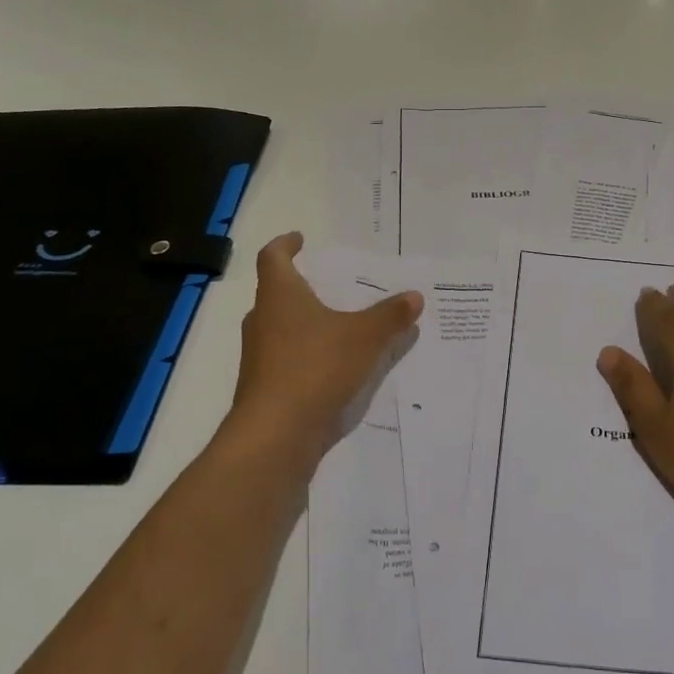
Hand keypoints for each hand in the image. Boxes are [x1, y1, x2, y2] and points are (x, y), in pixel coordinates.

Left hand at [231, 233, 422, 460]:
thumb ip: (391, 316)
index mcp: (280, 296)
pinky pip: (287, 359)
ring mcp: (259, 356)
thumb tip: (415, 296)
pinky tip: (335, 366)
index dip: (285, 244)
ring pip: (281, 328)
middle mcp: (263, 320)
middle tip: (330, 284)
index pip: (273, 257)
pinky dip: (307, 355)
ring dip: (305, 323)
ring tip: (339, 324)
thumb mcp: (365, 337)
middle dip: (301, 287)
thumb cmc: (315, 368)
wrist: (276, 434)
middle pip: (276, 293)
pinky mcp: (264, 387)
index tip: (300, 239)